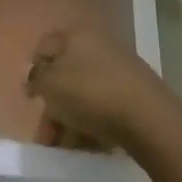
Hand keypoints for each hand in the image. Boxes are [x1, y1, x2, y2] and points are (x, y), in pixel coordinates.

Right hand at [24, 29, 173, 149]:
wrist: (149, 118)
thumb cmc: (91, 93)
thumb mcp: (50, 84)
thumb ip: (35, 79)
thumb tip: (34, 79)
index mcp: (75, 35)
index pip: (44, 47)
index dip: (34, 71)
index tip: (32, 98)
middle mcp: (97, 45)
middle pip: (65, 73)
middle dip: (52, 104)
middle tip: (46, 133)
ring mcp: (118, 68)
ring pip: (84, 92)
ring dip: (70, 118)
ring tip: (65, 146)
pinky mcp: (134, 92)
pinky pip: (104, 104)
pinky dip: (92, 122)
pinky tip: (88, 144)